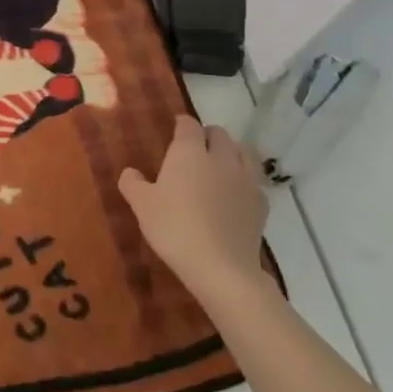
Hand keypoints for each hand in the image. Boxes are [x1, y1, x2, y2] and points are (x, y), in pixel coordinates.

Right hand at [119, 115, 268, 300]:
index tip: (174, 129)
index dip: (181, 124)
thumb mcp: (141, 205)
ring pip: (243, 153)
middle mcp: (221, 159)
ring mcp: (246, 181)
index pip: (189, 125)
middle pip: (220, 134)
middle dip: (208, 135)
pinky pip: (253, 181)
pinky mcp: (261, 204)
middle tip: (194, 149)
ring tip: (218, 167)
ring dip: (231, 153)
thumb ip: (132, 183)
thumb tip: (131, 172)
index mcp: (190, 153)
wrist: (221, 267)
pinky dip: (243, 180)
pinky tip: (233, 195)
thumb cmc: (174, 228)